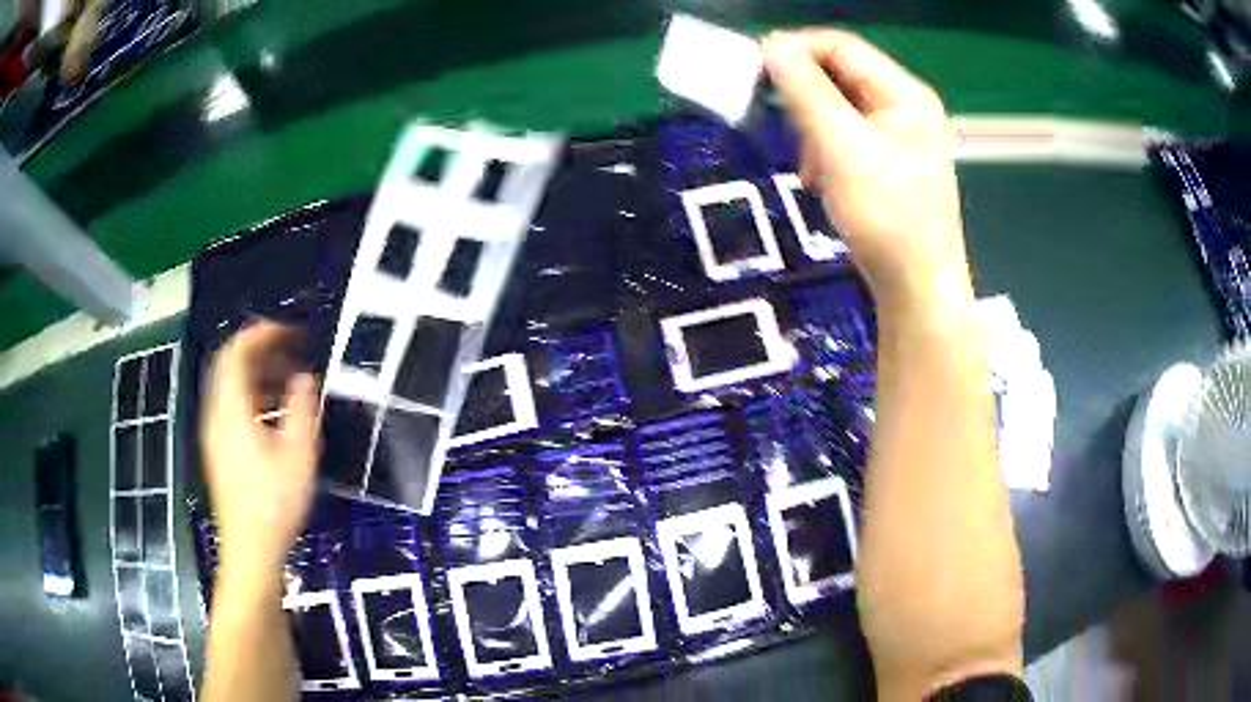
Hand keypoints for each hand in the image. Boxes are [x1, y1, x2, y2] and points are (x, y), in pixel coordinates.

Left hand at [201, 322, 320, 572]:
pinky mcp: (220, 451)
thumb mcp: (298, 455)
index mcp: (231, 410)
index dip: (261, 333)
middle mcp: (217, 415)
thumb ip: (301, 409)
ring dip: (260, 375)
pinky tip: (277, 414)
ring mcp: (215, 434)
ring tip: (291, 381)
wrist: (250, 550)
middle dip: (262, 352)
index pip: (236, 352)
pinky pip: (233, 408)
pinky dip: (254, 398)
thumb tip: (304, 378)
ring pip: (232, 388)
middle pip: (231, 366)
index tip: (290, 331)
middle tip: (294, 352)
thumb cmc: (274, 503)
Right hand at [762, 30, 972, 321]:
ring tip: (813, 171)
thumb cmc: (887, 219)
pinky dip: (825, 154)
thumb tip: (771, 45)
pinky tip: (824, 183)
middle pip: (839, 76)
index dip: (795, 51)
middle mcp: (904, 106)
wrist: (916, 289)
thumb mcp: (842, 149)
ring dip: (813, 133)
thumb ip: (806, 92)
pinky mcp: (887, 161)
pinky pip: (845, 137)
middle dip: (806, 102)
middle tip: (788, 133)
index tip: (755, 73)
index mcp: (905, 94)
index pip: (840, 47)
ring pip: (837, 108)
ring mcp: (898, 135)